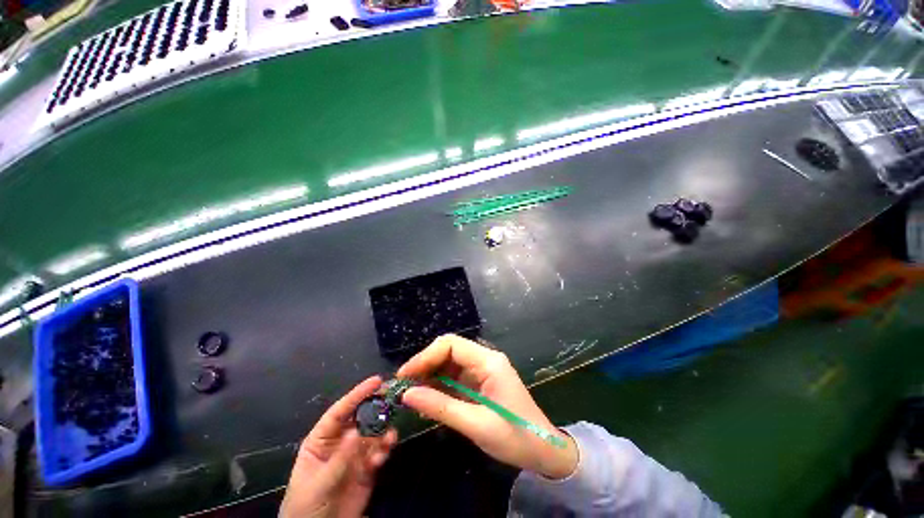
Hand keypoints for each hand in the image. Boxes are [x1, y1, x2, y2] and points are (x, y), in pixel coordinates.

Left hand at [281, 376, 397, 517]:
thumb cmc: (306, 507)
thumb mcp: (319, 483)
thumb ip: (340, 458)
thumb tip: (358, 431)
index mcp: (322, 439)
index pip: (340, 411)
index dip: (357, 394)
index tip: (376, 381)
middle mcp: (341, 441)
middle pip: (360, 416)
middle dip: (375, 406)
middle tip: (392, 397)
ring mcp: (355, 454)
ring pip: (373, 432)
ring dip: (383, 430)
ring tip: (390, 435)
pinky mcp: (367, 467)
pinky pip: (379, 451)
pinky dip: (384, 449)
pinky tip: (384, 454)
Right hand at [397, 335, 577, 478]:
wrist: (544, 450)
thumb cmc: (515, 437)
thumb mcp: (476, 425)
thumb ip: (441, 407)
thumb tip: (407, 394)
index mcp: (488, 362)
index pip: (451, 344)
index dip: (426, 356)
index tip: (406, 375)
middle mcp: (485, 359)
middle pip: (449, 350)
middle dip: (425, 364)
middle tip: (404, 385)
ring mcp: (483, 370)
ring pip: (450, 363)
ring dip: (430, 375)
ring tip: (411, 393)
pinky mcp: (480, 382)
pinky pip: (455, 377)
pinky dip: (440, 385)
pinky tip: (427, 397)